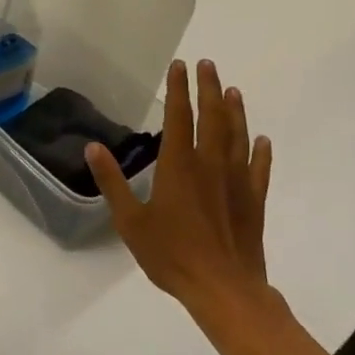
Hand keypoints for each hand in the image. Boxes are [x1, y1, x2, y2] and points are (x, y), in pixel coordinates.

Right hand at [86, 60, 273, 322]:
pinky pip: (259, 169)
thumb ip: (112, 182)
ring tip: (233, 90)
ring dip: (235, 111)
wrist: (224, 290)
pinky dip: (260, 152)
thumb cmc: (171, 255)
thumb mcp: (130, 221)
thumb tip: (93, 147)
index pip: (178, 116)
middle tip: (208, 65)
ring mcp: (236, 182)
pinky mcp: (254, 201)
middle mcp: (210, 165)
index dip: (178, 89)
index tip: (179, 66)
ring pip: (237, 136)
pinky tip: (261, 141)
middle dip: (208, 88)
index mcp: (179, 166)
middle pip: (212, 117)